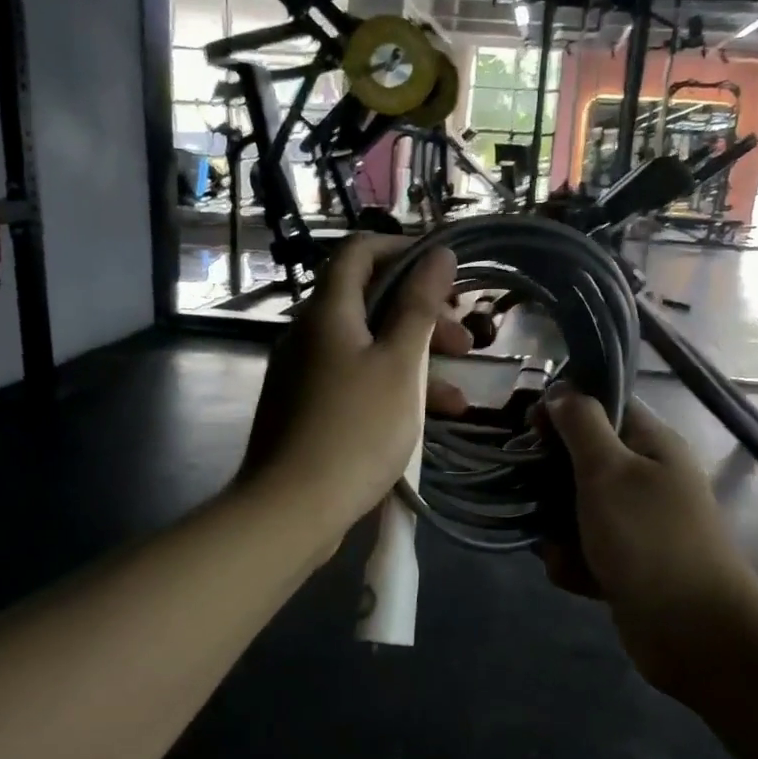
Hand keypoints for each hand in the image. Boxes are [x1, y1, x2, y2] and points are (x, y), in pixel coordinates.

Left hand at [240, 235, 470, 538]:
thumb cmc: (356, 428)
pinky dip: (392, 389)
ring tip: (460, 396)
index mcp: (327, 311)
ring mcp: (305, 373)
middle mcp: (310, 333)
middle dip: (422, 316)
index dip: (403, 250)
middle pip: (369, 303)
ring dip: (416, 361)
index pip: (360, 251)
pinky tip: (430, 420)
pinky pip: (355, 381)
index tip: (445, 271)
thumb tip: (438, 253)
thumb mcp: (400, 364)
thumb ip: (419, 305)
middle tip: (465, 339)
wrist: (292, 508)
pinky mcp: (307, 408)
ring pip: (368, 348)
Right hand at [537, 391, 757, 697]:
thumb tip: (563, 390)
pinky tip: (577, 578)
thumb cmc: (649, 540)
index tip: (531, 427)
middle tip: (532, 494)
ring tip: (559, 548)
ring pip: (575, 509)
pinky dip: (575, 563)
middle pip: (582, 460)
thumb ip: (582, 425)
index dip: (565, 411)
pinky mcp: (627, 563)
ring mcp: (637, 523)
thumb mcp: (609, 471)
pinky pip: (585, 549)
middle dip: (551, 481)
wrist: (694, 633)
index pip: (604, 407)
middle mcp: (646, 478)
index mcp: (651, 444)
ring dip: (558, 529)